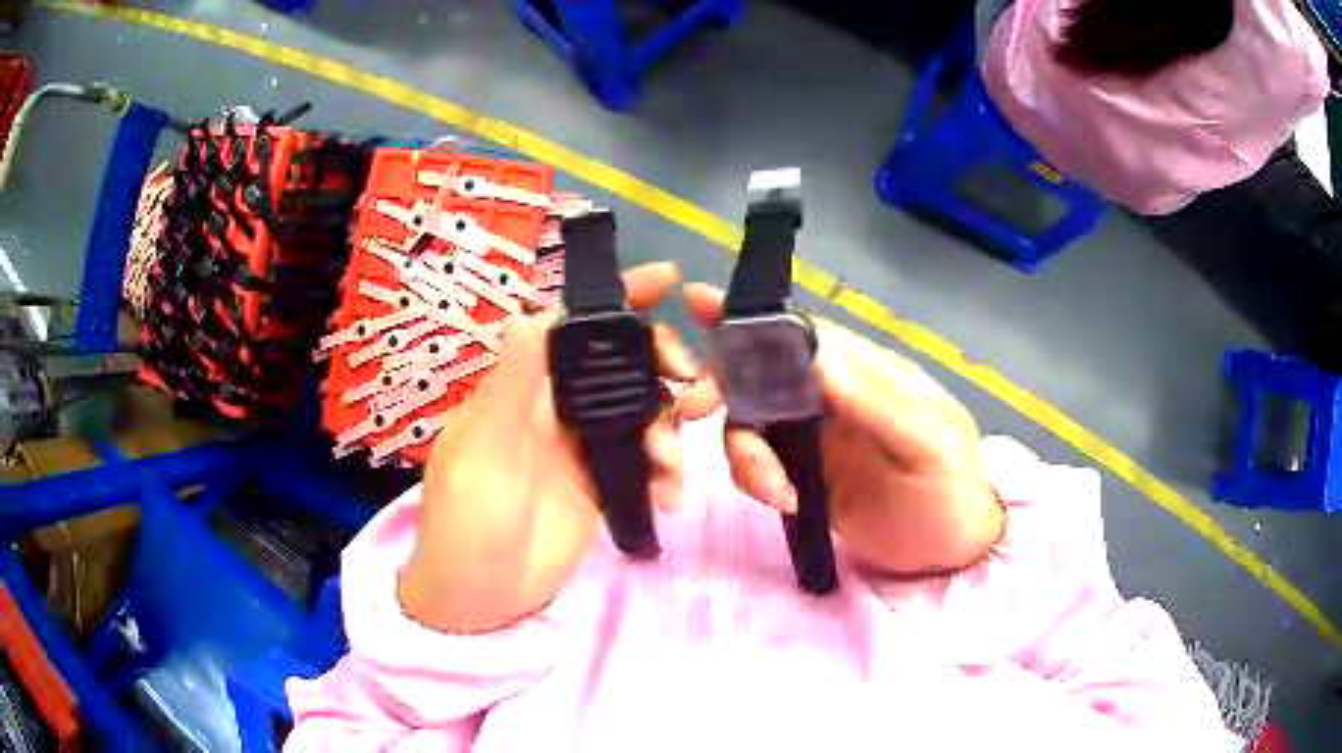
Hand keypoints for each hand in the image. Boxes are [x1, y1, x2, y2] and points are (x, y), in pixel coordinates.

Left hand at [399, 263, 701, 632]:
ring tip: (671, 465)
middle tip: (693, 391)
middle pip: (621, 364)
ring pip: (641, 411)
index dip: (617, 298)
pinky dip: (666, 471)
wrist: (480, 599)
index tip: (669, 280)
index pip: (572, 325)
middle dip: (662, 366)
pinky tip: (670, 498)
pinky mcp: (603, 483)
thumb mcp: (483, 455)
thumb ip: (510, 388)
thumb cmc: (467, 524)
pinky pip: (645, 460)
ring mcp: (583, 446)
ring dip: (670, 427)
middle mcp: (556, 407)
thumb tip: (530, 314)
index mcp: (523, 388)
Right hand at [679, 284, 1003, 575]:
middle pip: (758, 370)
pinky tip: (785, 502)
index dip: (751, 317)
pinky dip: (753, 479)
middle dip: (722, 384)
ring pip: (748, 419)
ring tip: (775, 491)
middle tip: (695, 409)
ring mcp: (810, 434)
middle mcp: (829, 393)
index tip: (698, 305)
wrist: (947, 548)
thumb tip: (819, 358)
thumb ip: (878, 403)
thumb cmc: (949, 489)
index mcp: (863, 369)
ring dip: (743, 451)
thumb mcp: (929, 445)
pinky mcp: (799, 472)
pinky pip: (755, 461)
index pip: (801, 330)